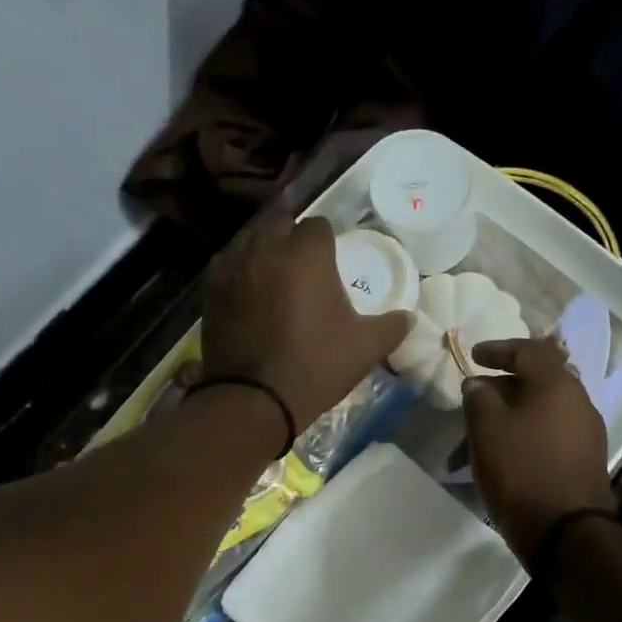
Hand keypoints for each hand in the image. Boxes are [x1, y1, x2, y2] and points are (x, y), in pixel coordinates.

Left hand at [201, 212, 413, 434]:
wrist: (255, 399)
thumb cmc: (316, 366)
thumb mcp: (366, 349)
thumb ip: (392, 326)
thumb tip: (410, 317)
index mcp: (307, 255)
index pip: (318, 224)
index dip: (326, 239)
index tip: (331, 258)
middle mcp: (267, 249)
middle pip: (278, 221)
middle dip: (291, 234)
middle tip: (302, 261)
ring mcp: (234, 268)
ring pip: (249, 240)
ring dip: (263, 248)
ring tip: (274, 271)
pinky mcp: (211, 291)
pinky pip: (227, 266)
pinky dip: (239, 270)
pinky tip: (248, 290)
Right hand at [462, 337, 613, 561]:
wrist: (566, 532)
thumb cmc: (521, 470)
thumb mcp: (487, 430)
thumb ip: (479, 398)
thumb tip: (479, 384)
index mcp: (557, 384)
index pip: (529, 350)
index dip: (499, 349)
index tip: (474, 356)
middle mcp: (579, 401)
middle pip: (541, 377)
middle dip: (507, 381)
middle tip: (479, 393)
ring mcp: (588, 431)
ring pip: (548, 406)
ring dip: (518, 408)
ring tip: (489, 424)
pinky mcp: (587, 458)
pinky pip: (554, 430)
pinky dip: (530, 429)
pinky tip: (510, 448)